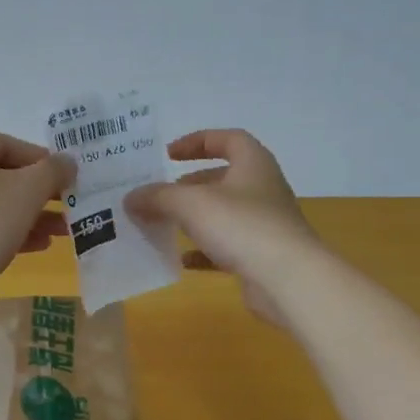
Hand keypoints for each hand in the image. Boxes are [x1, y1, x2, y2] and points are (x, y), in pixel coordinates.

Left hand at [0, 130, 74, 313]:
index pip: (9, 145)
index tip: (69, 181)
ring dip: (28, 215)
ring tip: (61, 231)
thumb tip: (67, 162)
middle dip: (39, 194)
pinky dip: (4, 230)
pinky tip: (37, 246)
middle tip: (69, 207)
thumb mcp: (28, 192)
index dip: (44, 162)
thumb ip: (53, 171)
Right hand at [126, 129, 319, 324]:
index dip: (197, 141)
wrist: (288, 280)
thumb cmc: (242, 226)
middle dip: (190, 184)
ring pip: (223, 214)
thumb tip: (131, 197)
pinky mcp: (261, 256)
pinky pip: (226, 247)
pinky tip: (181, 260)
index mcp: (253, 164)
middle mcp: (262, 189)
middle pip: (223, 178)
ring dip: (194, 217)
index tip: (168, 154)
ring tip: (164, 224)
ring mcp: (264, 224)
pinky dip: (203, 251)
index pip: (227, 139)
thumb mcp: (191, 204)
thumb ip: (158, 197)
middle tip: (162, 194)